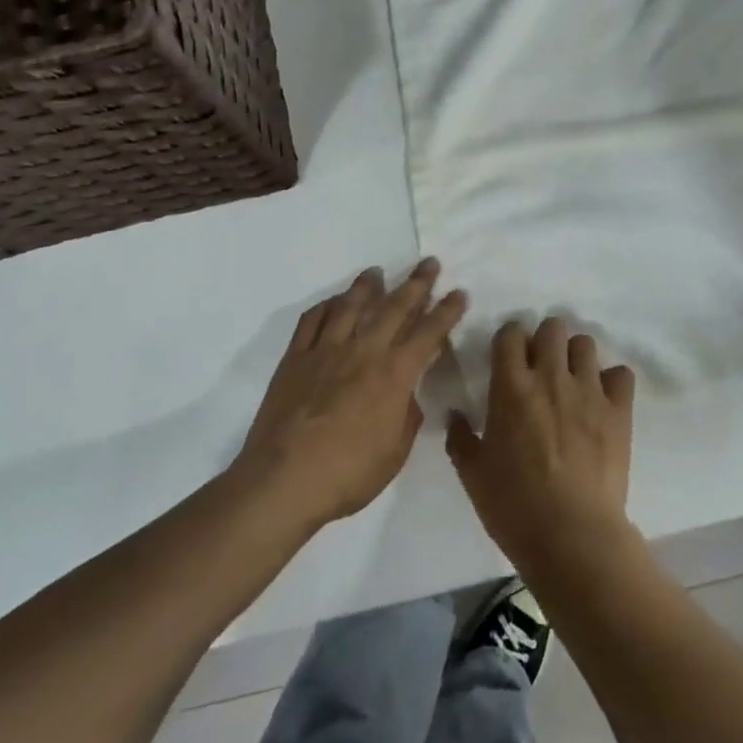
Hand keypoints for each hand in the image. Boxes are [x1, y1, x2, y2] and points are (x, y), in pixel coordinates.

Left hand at [235, 260, 466, 531]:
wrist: (284, 480)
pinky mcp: (295, 359)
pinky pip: (312, 321)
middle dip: (416, 284)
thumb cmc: (347, 474)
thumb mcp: (394, 453)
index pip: (428, 333)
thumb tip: (406, 396)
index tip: (459, 292)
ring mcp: (326, 351)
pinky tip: (333, 301)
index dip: (447, 311)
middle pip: (394, 308)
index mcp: (394, 375)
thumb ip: (405, 418)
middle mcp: (363, 352)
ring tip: (377, 271)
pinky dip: (325, 306)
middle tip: (429, 263)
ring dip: (367, 286)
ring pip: (350, 306)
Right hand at [447, 317, 639, 586]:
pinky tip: (603, 401)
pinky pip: (621, 374)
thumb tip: (456, 415)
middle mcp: (550, 376)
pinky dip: (612, 381)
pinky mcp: (619, 410)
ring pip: (585, 343)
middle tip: (541, 367)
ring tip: (572, 381)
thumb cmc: (513, 506)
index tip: (509, 358)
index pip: (511, 334)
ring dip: (576, 356)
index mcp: (511, 386)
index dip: (510, 340)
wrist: (572, 536)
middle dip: (545, 340)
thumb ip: (460, 438)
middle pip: (552, 327)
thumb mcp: (473, 475)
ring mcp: (588, 391)